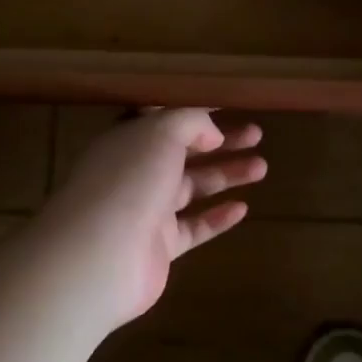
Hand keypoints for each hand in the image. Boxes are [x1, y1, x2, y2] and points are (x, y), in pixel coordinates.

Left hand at [29, 109, 266, 326]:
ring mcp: (147, 211)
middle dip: (221, 142)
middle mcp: (136, 172)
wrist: (99, 256)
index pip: (165, 119)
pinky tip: (243, 208)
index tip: (228, 106)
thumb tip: (211, 132)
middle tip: (257, 134)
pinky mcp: (159, 247)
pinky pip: (194, 227)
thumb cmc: (129, 180)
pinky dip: (217, 217)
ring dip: (226, 175)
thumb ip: (190, 122)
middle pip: (185, 152)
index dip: (195, 111)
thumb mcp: (161, 132)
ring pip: (193, 188)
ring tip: (262, 166)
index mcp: (130, 140)